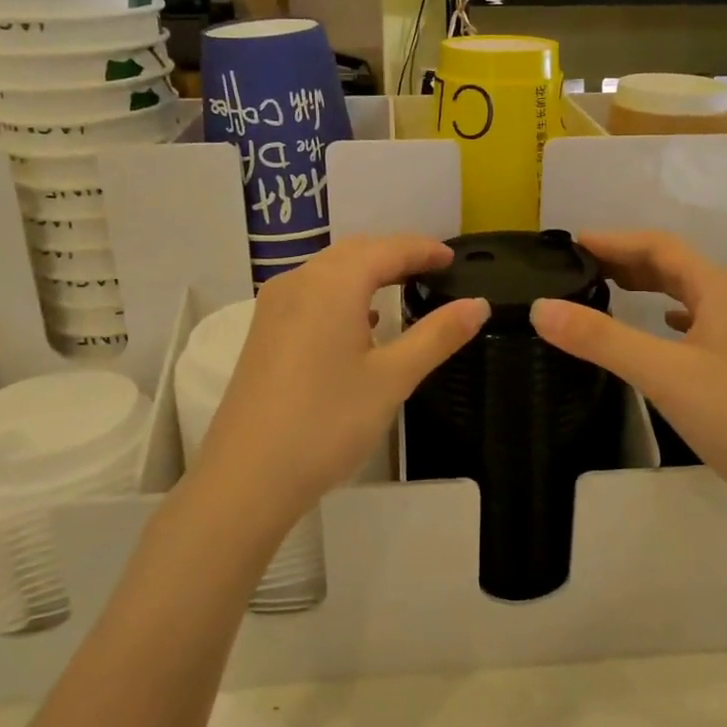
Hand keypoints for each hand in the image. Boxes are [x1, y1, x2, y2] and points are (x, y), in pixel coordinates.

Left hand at [190, 235, 488, 532]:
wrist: (248, 477)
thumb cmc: (327, 422)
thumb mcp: (392, 378)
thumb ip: (437, 335)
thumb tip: (479, 304)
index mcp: (332, 284)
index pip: (387, 250)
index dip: (423, 250)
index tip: (452, 259)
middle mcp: (298, 282)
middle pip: (355, 253)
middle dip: (395, 255)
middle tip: (432, 270)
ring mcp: (274, 307)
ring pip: (328, 271)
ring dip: (366, 272)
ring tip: (401, 288)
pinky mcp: (263, 332)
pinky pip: (310, 294)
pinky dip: (341, 294)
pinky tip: (359, 322)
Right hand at [529, 231, 726, 523]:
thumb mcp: (661, 374)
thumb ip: (600, 339)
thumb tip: (540, 307)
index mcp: (718, 289)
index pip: (659, 245)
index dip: (614, 240)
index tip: (571, 244)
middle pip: (673, 264)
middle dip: (626, 259)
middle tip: (579, 266)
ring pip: (685, 292)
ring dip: (646, 284)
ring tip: (607, 288)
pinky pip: (696, 320)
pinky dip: (667, 313)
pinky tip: (657, 326)